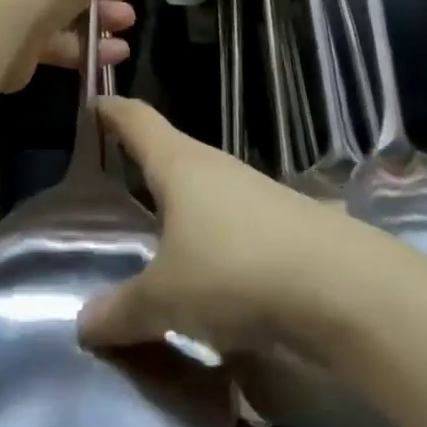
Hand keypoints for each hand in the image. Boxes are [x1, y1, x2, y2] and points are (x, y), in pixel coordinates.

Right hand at [77, 98, 356, 356]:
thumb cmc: (237, 269)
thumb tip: (83, 324)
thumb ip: (124, 310)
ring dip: (175, 207)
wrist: (343, 288)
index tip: (92, 102)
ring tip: (149, 236)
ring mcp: (251, 193)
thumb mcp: (169, 298)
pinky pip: (226, 222)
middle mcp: (213, 167)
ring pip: (199, 191)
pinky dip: (205, 238)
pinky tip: (202, 275)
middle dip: (140, 163)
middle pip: (168, 152)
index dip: (111, 109)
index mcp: (178, 163)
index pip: (136, 119)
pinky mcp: (279, 224)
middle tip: (108, 182)